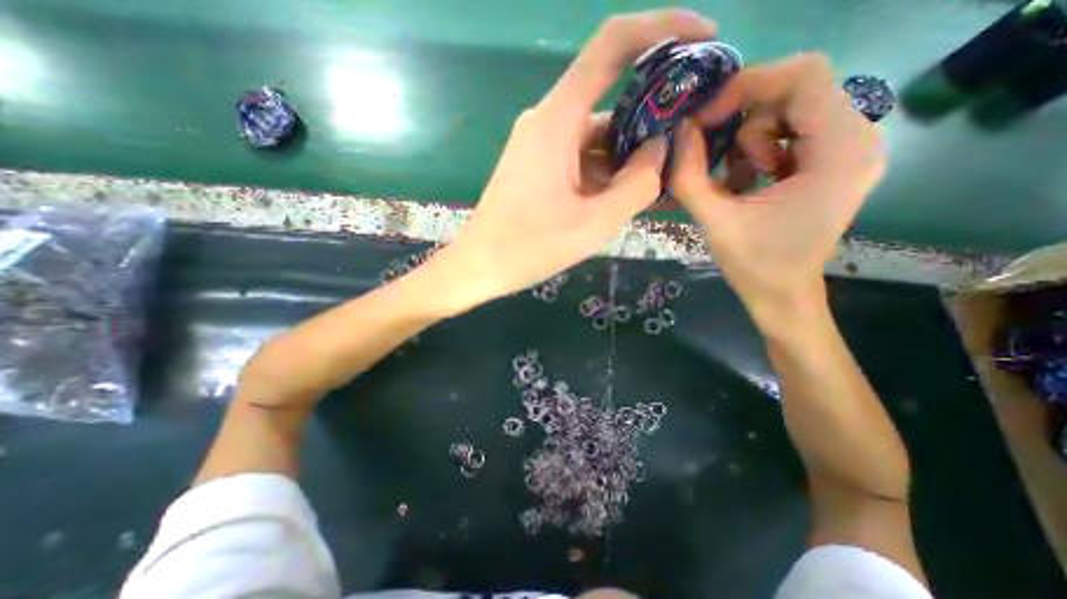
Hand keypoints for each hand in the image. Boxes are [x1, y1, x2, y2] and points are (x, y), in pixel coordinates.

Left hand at [437, 10, 720, 304]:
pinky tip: (626, 197)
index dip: (662, 29)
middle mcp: (548, 121)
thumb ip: (636, 185)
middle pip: (611, 103)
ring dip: (629, 157)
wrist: (480, 266)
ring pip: (598, 138)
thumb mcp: (593, 223)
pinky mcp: (539, 166)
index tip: (703, 38)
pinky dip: (606, 173)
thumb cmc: (529, 247)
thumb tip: (659, 150)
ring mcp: (541, 145)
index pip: (612, 46)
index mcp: (558, 120)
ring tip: (662, 184)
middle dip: (652, 122)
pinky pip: (582, 158)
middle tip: (687, 148)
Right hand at [673, 53, 883, 324]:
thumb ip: (689, 175)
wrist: (782, 294)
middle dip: (745, 118)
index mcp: (839, 152)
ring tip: (739, 181)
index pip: (803, 76)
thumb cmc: (754, 265)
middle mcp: (857, 138)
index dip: (747, 86)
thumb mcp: (714, 220)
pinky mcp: (833, 160)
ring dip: (751, 139)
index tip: (705, 118)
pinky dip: (760, 148)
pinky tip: (750, 180)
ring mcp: (848, 148)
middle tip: (717, 155)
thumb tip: (678, 131)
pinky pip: (791, 129)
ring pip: (790, 109)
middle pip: (796, 89)